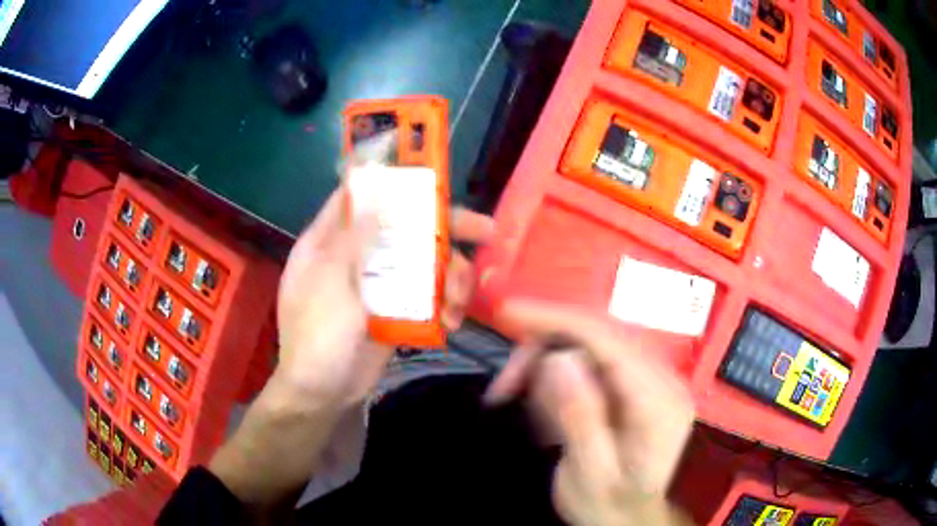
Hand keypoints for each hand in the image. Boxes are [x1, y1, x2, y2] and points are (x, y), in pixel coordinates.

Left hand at [274, 187, 495, 409]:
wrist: (324, 394)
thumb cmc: (316, 336)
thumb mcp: (328, 283)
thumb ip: (353, 238)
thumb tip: (376, 191)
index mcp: (330, 242)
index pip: (359, 198)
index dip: (391, 181)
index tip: (430, 177)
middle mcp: (357, 256)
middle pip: (403, 228)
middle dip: (445, 228)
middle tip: (485, 230)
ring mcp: (380, 284)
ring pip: (424, 263)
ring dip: (452, 277)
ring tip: (460, 301)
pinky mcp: (398, 310)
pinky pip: (429, 296)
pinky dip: (447, 304)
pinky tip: (454, 320)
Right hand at [486, 301, 694, 525]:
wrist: (631, 522)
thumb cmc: (612, 507)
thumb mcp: (590, 474)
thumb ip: (580, 418)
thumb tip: (559, 358)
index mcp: (659, 401)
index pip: (608, 340)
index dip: (557, 320)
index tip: (510, 314)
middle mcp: (663, 381)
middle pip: (597, 338)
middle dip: (544, 352)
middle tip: (505, 386)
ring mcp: (651, 382)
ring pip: (590, 349)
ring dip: (548, 369)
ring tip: (526, 407)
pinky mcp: (636, 388)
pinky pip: (592, 367)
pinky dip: (561, 383)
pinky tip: (550, 414)